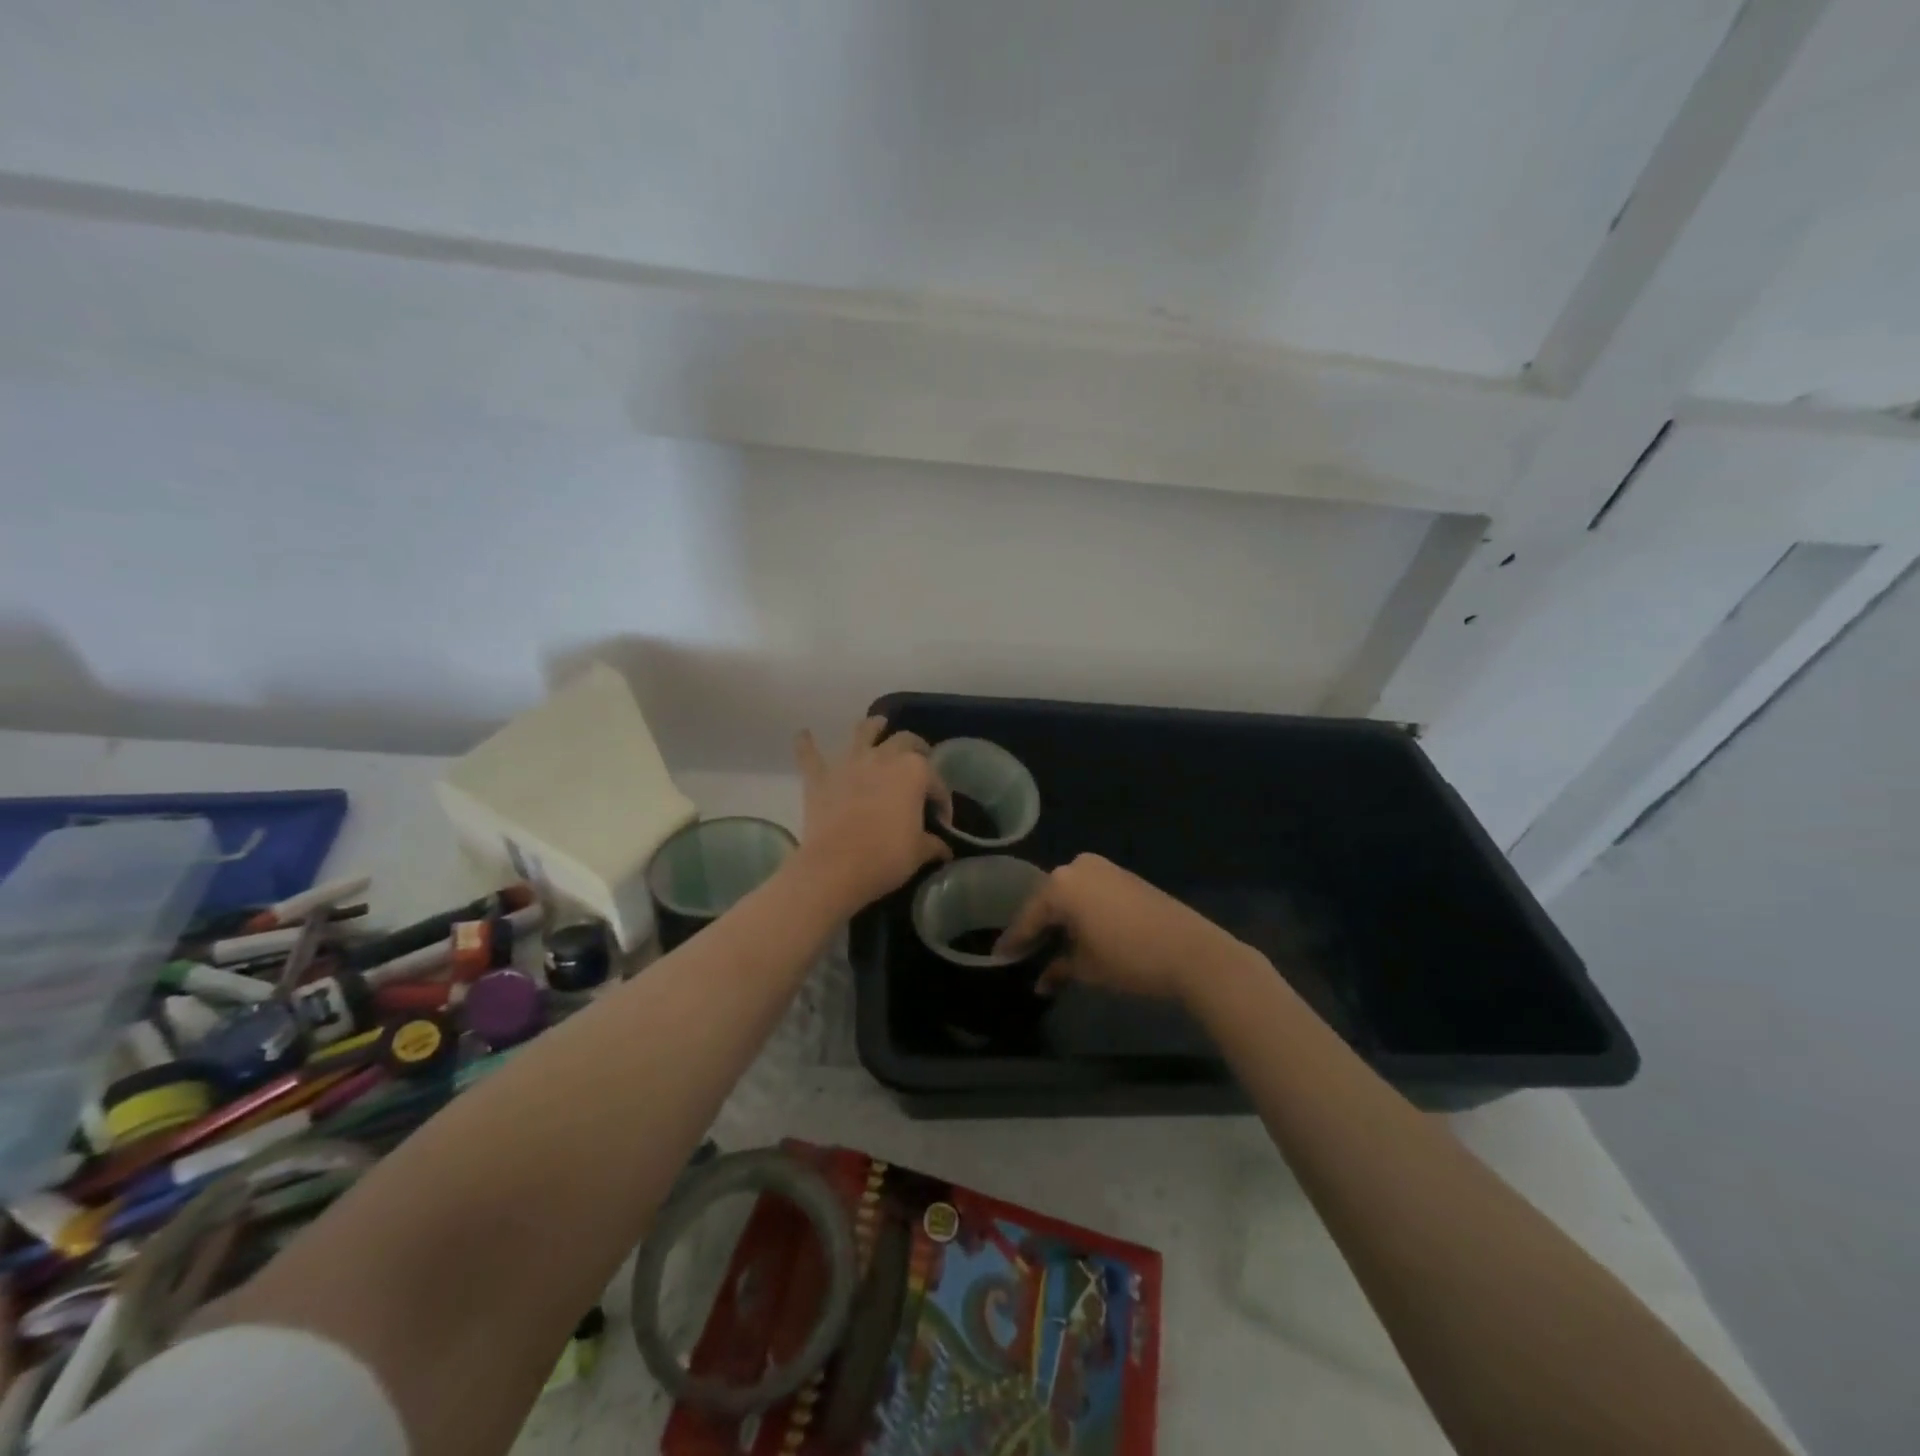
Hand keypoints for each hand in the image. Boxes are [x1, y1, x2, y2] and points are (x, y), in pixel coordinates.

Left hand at [795, 717, 952, 910]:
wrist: (836, 867)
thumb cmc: (886, 856)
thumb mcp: (919, 852)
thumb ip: (933, 844)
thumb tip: (943, 848)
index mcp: (914, 771)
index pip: (936, 783)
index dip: (942, 801)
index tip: (941, 821)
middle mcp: (883, 757)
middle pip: (904, 741)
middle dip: (915, 748)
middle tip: (919, 759)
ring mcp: (849, 763)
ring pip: (862, 732)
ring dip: (871, 726)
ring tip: (877, 724)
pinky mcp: (820, 777)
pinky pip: (810, 755)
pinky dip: (806, 744)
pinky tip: (803, 734)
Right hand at [993, 853, 1255, 1001]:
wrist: (1192, 951)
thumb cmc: (1129, 959)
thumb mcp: (1087, 968)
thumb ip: (1058, 969)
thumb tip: (1041, 983)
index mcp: (1061, 885)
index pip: (1029, 916)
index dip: (1014, 941)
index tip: (998, 957)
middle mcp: (1078, 868)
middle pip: (1048, 901)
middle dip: (1037, 928)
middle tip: (1022, 952)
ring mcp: (1104, 868)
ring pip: (1070, 895)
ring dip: (1060, 919)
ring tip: (1049, 946)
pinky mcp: (1124, 876)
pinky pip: (1091, 892)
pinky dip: (1081, 911)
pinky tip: (1078, 933)